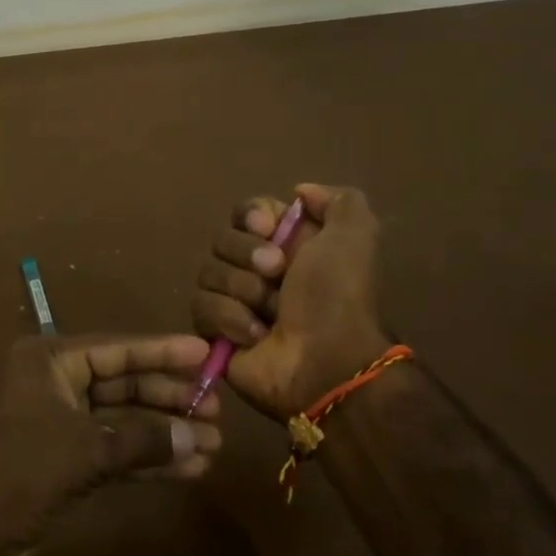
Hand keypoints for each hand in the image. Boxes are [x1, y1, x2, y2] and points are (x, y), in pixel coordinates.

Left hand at [0, 333, 220, 555]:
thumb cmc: (16, 472)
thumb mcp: (84, 450)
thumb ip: (142, 440)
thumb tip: (197, 438)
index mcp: (48, 361)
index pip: (117, 348)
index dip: (162, 351)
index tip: (204, 352)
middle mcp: (52, 384)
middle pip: (121, 383)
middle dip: (167, 398)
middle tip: (216, 408)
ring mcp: (55, 425)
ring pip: (119, 421)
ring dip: (162, 433)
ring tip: (212, 444)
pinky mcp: (58, 464)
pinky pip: (110, 452)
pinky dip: (143, 461)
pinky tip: (185, 470)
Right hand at [191, 183, 391, 420]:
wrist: (327, 363)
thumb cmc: (338, 296)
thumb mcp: (355, 235)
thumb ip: (338, 200)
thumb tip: (300, 192)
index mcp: (288, 244)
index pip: (246, 211)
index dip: (252, 216)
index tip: (268, 228)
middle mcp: (259, 269)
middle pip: (222, 239)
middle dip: (247, 254)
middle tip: (277, 274)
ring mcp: (235, 301)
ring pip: (208, 272)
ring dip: (242, 291)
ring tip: (269, 314)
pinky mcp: (216, 332)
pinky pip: (200, 308)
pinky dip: (229, 319)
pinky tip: (255, 336)